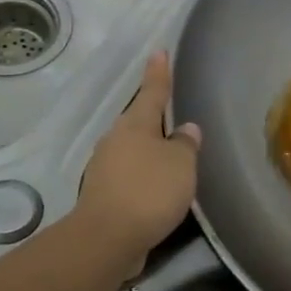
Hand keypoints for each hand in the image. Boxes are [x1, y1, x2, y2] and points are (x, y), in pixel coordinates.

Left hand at [76, 51, 200, 267]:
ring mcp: (105, 168)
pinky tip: (158, 189)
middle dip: (154, 119)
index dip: (159, 73)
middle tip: (173, 115)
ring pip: (133, 151)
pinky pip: (130, 176)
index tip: (159, 52)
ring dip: (150, 152)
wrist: (108, 238)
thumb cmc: (149, 191)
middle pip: (138, 122)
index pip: (152, 92)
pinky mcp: (104, 195)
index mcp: (135, 125)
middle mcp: (115, 141)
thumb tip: (186, 129)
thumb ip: (186, 145)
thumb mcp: (181, 164)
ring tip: (172, 158)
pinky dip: (145, 177)